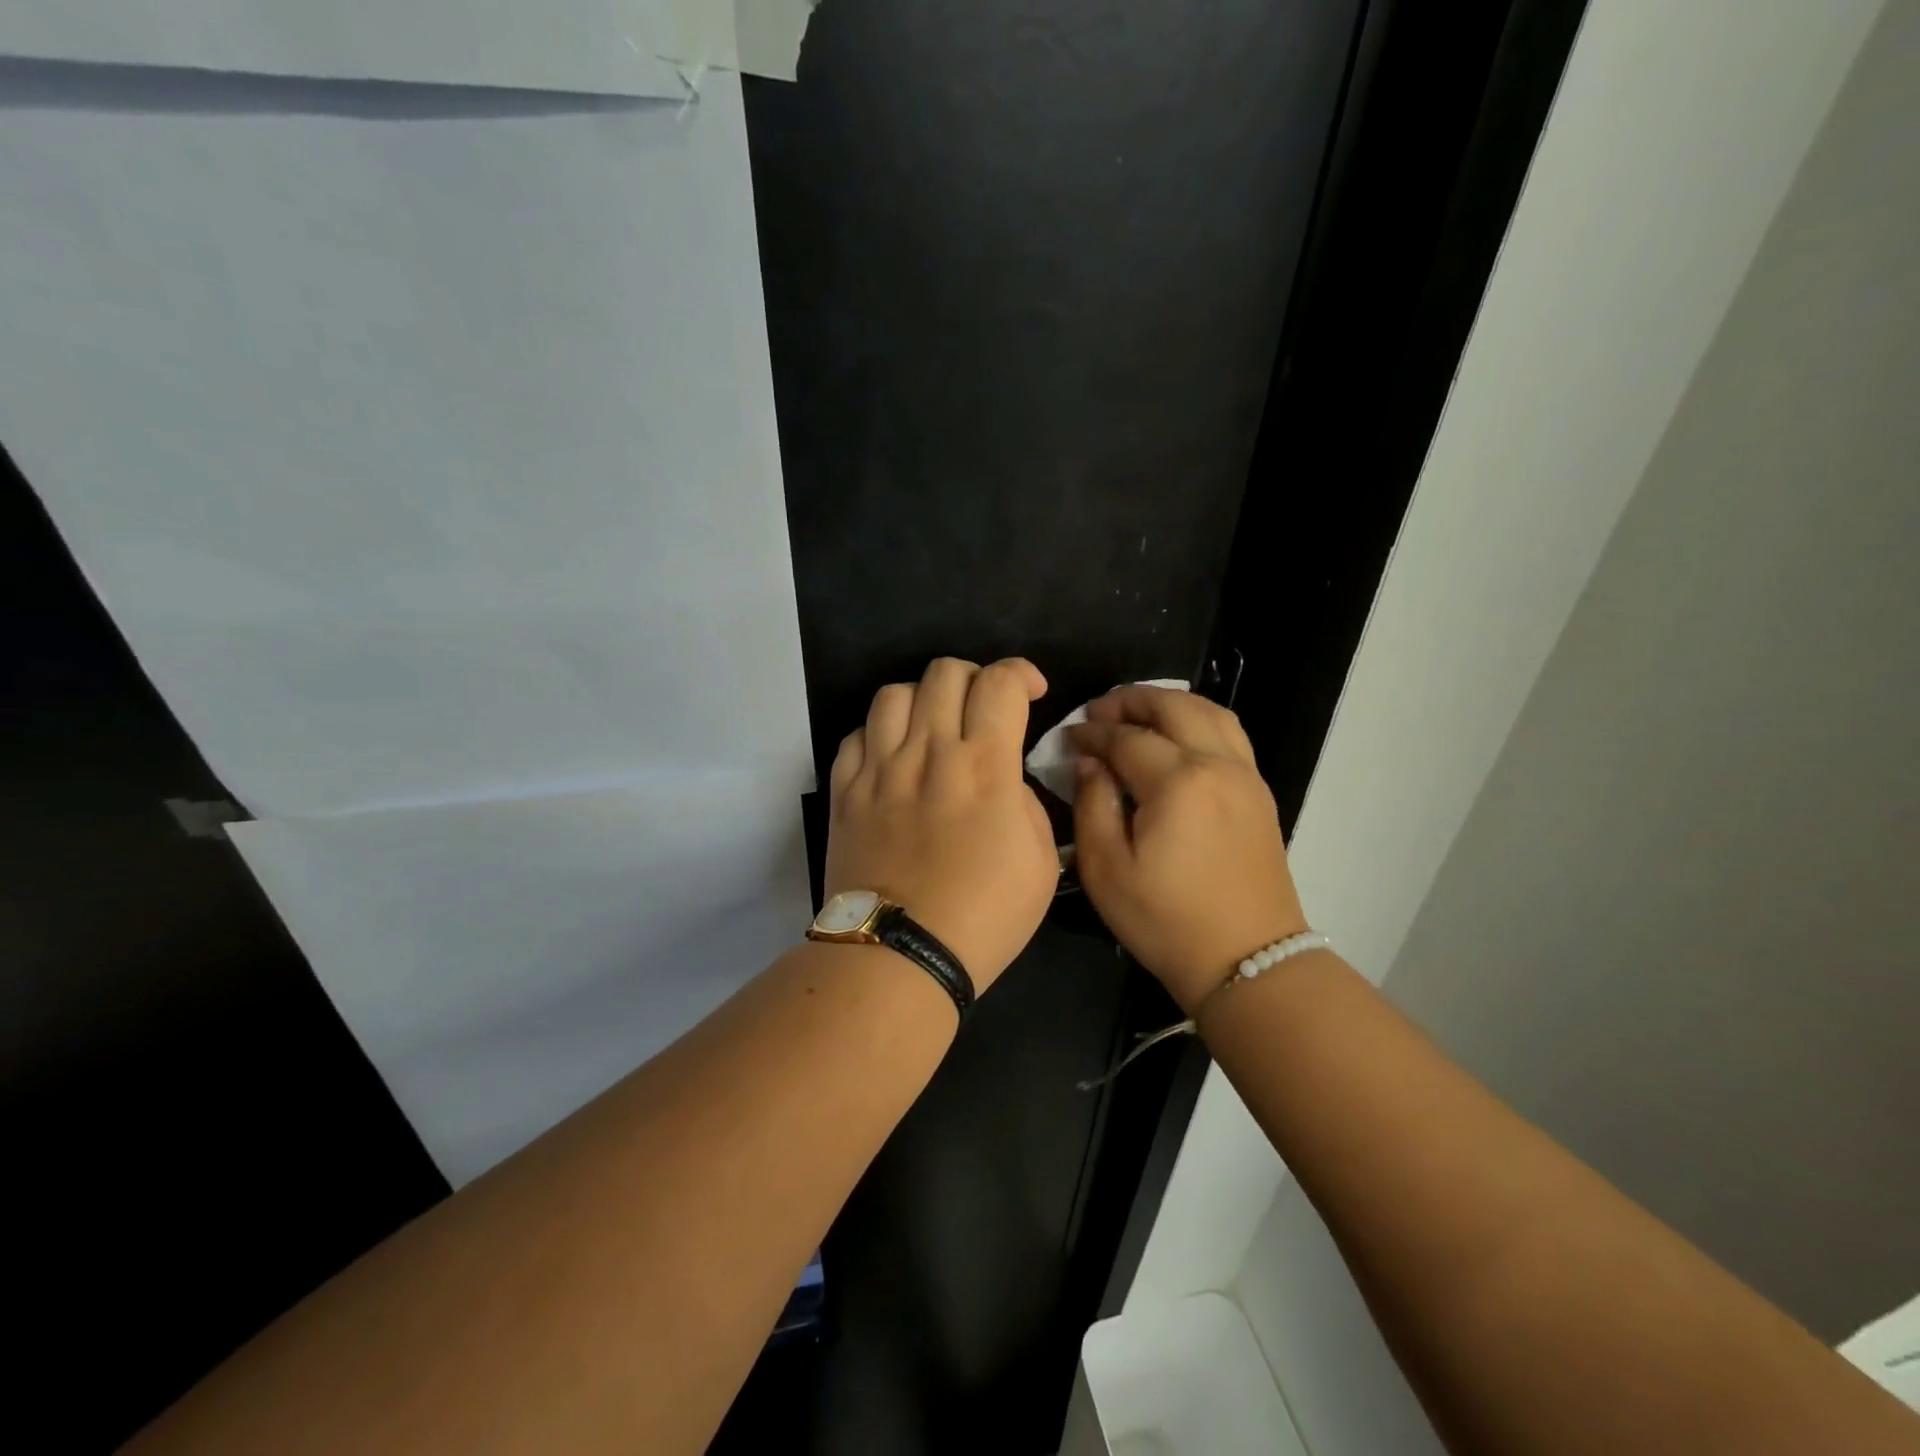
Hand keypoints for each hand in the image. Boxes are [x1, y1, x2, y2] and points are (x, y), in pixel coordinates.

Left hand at [825, 657, 1057, 992]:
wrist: (899, 954)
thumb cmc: (983, 916)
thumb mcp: (1041, 863)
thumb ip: (1028, 803)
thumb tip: (1006, 781)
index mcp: (985, 765)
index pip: (1001, 682)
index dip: (1021, 673)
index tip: (1031, 693)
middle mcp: (929, 752)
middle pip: (945, 672)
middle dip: (975, 679)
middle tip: (984, 711)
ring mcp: (879, 768)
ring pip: (895, 693)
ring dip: (924, 700)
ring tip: (933, 729)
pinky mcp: (844, 790)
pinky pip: (856, 734)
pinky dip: (880, 734)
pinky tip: (893, 758)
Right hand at [1069, 686, 1307, 1012]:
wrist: (1247, 960)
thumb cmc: (1166, 920)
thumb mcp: (1106, 870)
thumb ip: (1092, 805)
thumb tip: (1090, 763)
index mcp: (1178, 782)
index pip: (1126, 737)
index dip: (1092, 733)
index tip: (1067, 737)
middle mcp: (1218, 765)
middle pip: (1173, 707)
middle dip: (1130, 701)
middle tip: (1098, 711)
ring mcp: (1246, 776)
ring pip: (1209, 712)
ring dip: (1169, 703)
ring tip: (1137, 714)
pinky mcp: (1259, 793)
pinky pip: (1229, 734)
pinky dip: (1198, 720)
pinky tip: (1177, 738)